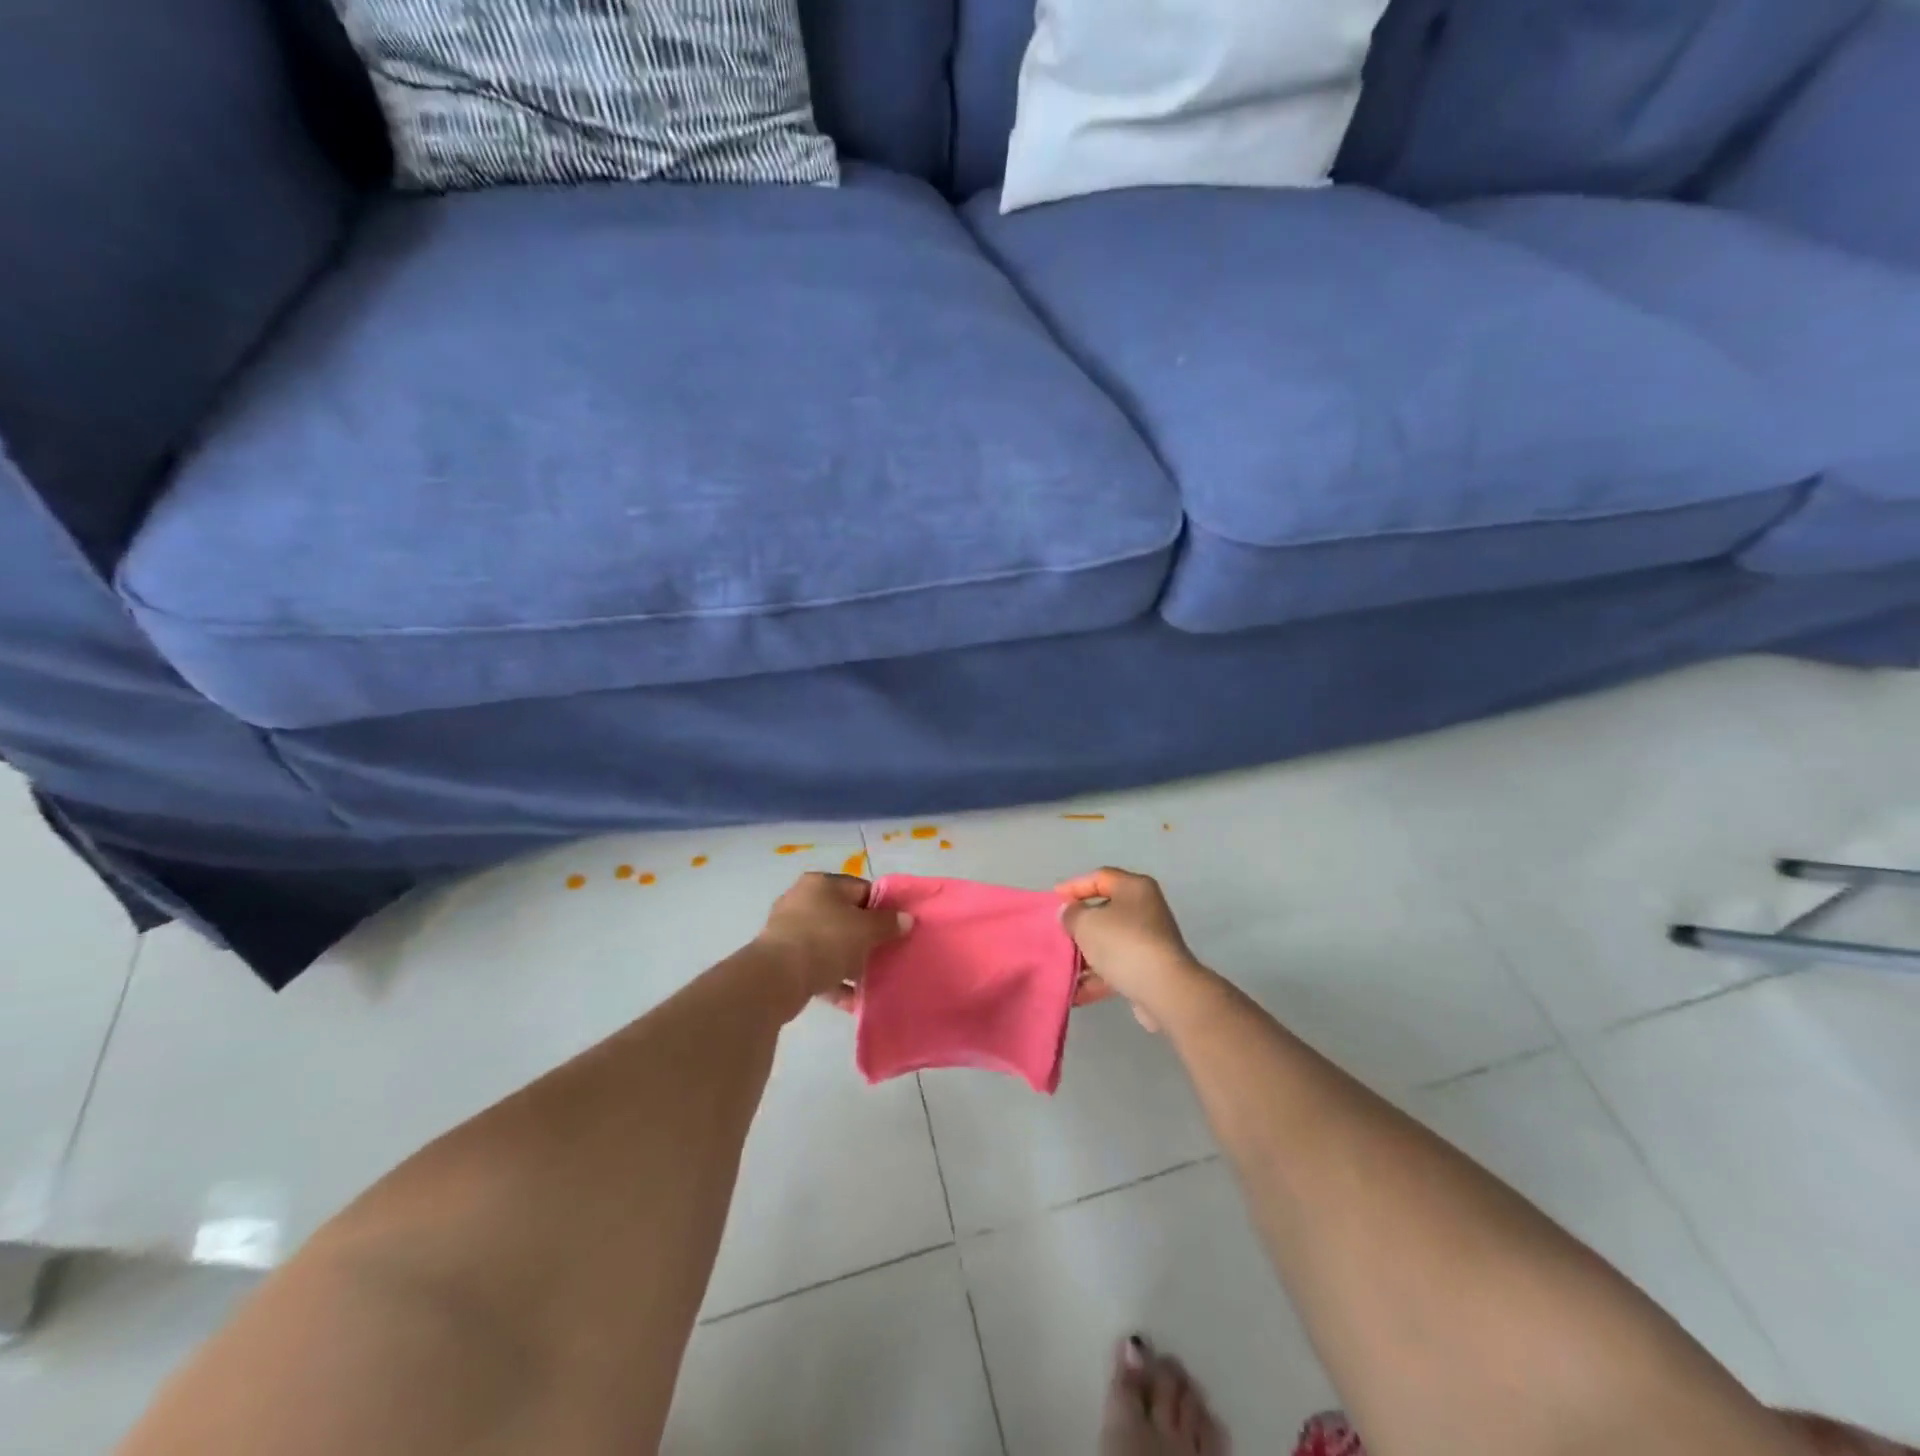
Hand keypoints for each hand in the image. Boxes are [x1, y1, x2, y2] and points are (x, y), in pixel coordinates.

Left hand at [755, 872, 912, 1013]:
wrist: (776, 978)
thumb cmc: (825, 940)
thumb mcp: (865, 929)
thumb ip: (888, 923)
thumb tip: (905, 919)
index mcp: (821, 884)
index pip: (861, 889)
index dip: (882, 908)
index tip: (896, 928)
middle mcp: (802, 901)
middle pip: (845, 917)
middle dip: (866, 938)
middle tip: (885, 954)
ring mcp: (789, 931)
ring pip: (830, 944)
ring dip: (850, 962)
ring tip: (872, 980)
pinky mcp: (782, 960)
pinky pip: (816, 967)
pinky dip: (834, 981)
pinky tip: (852, 999)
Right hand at [1056, 868, 1209, 1032]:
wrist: (1164, 989)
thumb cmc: (1123, 943)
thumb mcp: (1086, 922)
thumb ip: (1071, 914)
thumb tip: (1069, 913)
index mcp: (1134, 888)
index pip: (1099, 877)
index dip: (1074, 886)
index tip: (1052, 900)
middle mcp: (1145, 910)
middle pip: (1104, 911)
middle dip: (1078, 925)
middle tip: (1056, 934)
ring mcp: (1149, 941)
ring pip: (1109, 943)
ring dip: (1084, 956)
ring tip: (1060, 967)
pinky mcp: (1149, 970)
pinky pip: (1116, 968)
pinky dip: (1096, 978)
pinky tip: (1074, 992)